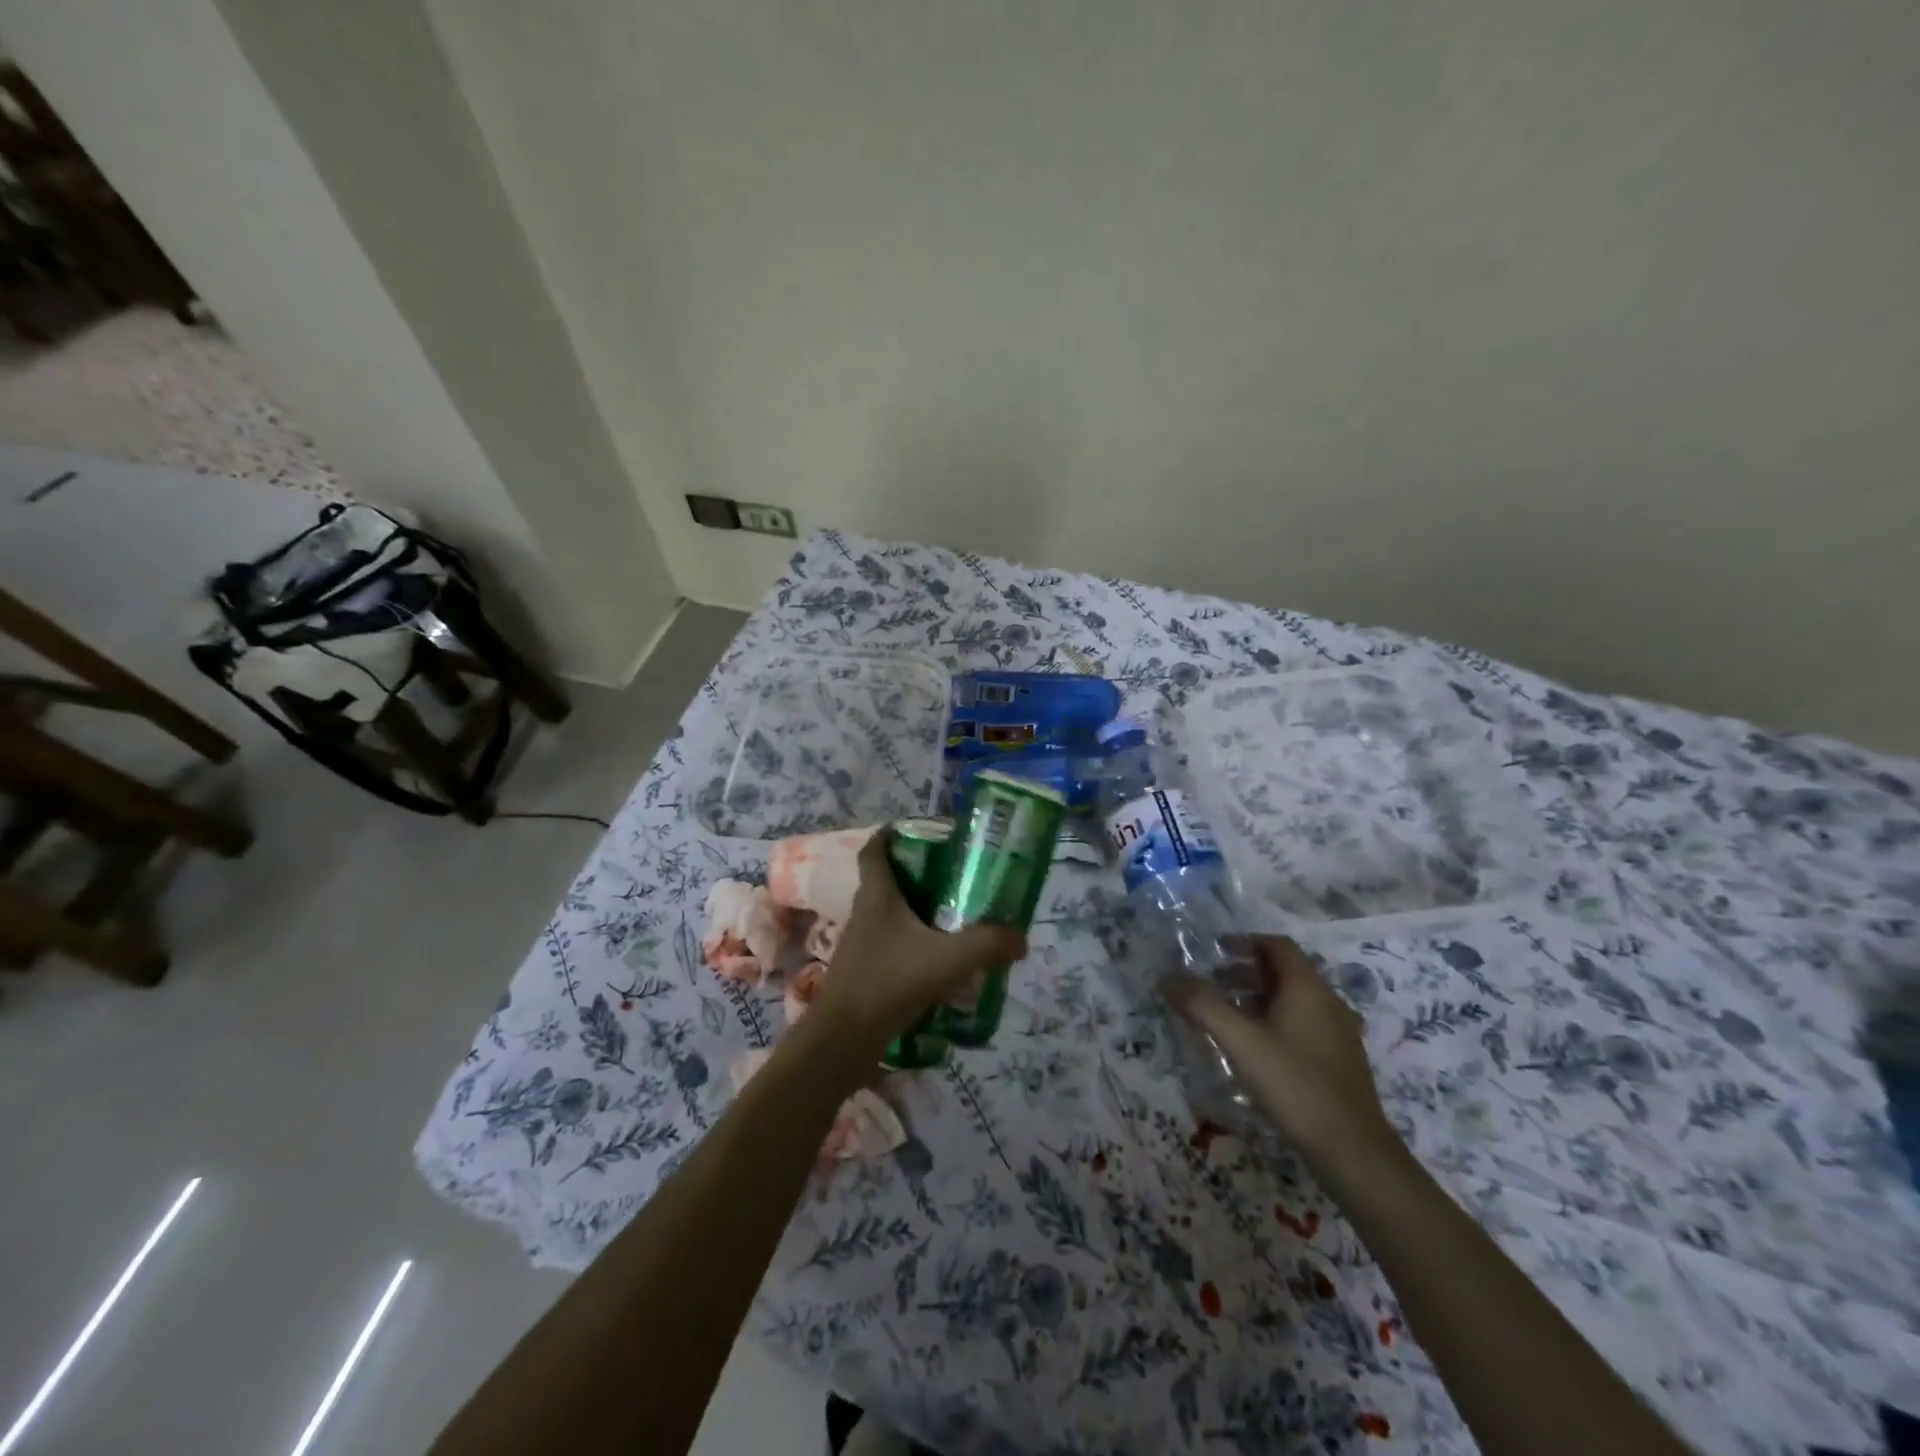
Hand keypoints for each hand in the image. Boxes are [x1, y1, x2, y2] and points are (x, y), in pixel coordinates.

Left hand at [808, 828, 1025, 1062]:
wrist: (842, 1041)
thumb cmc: (888, 983)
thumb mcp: (947, 960)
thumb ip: (987, 944)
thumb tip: (1021, 937)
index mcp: (877, 896)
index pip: (874, 851)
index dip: (890, 835)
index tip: (915, 830)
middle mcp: (865, 914)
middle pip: (887, 882)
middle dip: (917, 875)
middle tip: (954, 876)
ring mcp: (861, 945)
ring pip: (890, 916)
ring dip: (916, 913)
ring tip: (955, 919)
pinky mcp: (864, 973)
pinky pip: (892, 947)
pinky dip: (913, 946)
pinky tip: (940, 963)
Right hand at [1160, 935, 1400, 1172]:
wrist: (1354, 1152)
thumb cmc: (1295, 1085)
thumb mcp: (1241, 1042)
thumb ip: (1202, 1006)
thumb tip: (1166, 976)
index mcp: (1308, 988)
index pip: (1277, 945)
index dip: (1245, 941)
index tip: (1215, 951)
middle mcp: (1328, 1002)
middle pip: (1285, 971)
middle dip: (1247, 971)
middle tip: (1213, 982)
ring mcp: (1338, 1032)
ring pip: (1294, 999)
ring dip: (1259, 997)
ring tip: (1228, 1015)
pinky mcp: (1339, 1060)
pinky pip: (1303, 1023)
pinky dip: (1275, 1020)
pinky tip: (1256, 1048)